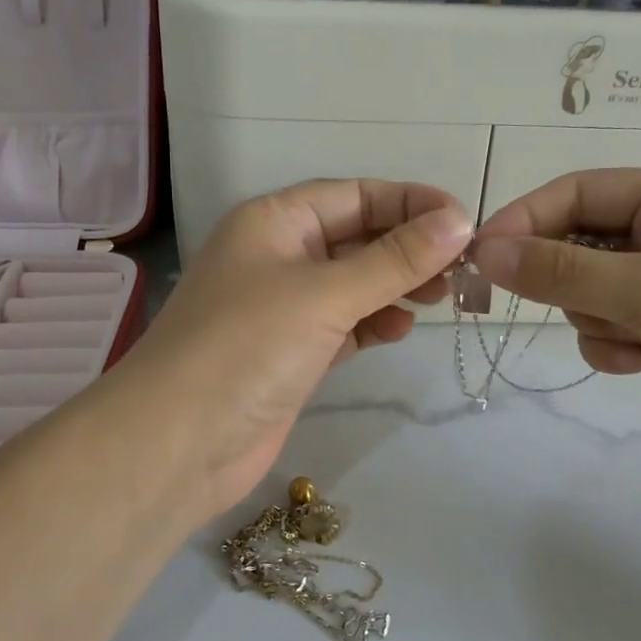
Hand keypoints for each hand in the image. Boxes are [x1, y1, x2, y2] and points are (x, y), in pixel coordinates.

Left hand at [106, 181, 472, 525]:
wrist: (177, 445)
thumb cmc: (247, 347)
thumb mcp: (325, 293)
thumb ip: (394, 259)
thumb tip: (459, 221)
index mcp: (274, 222)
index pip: (354, 195)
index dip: (409, 202)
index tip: (463, 221)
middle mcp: (277, 256)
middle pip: (356, 238)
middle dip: (408, 248)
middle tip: (460, 269)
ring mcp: (282, 308)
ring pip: (353, 283)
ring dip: (396, 286)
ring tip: (440, 299)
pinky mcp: (290, 354)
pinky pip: (343, 324)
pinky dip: (373, 323)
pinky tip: (399, 331)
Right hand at [472, 171, 640, 533]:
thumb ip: (562, 271)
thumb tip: (486, 251)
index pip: (577, 192)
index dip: (526, 218)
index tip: (481, 255)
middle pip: (577, 242)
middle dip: (566, 279)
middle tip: (561, 305)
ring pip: (587, 290)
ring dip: (594, 318)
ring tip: (631, 340)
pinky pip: (608, 325)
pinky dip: (611, 345)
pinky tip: (639, 363)